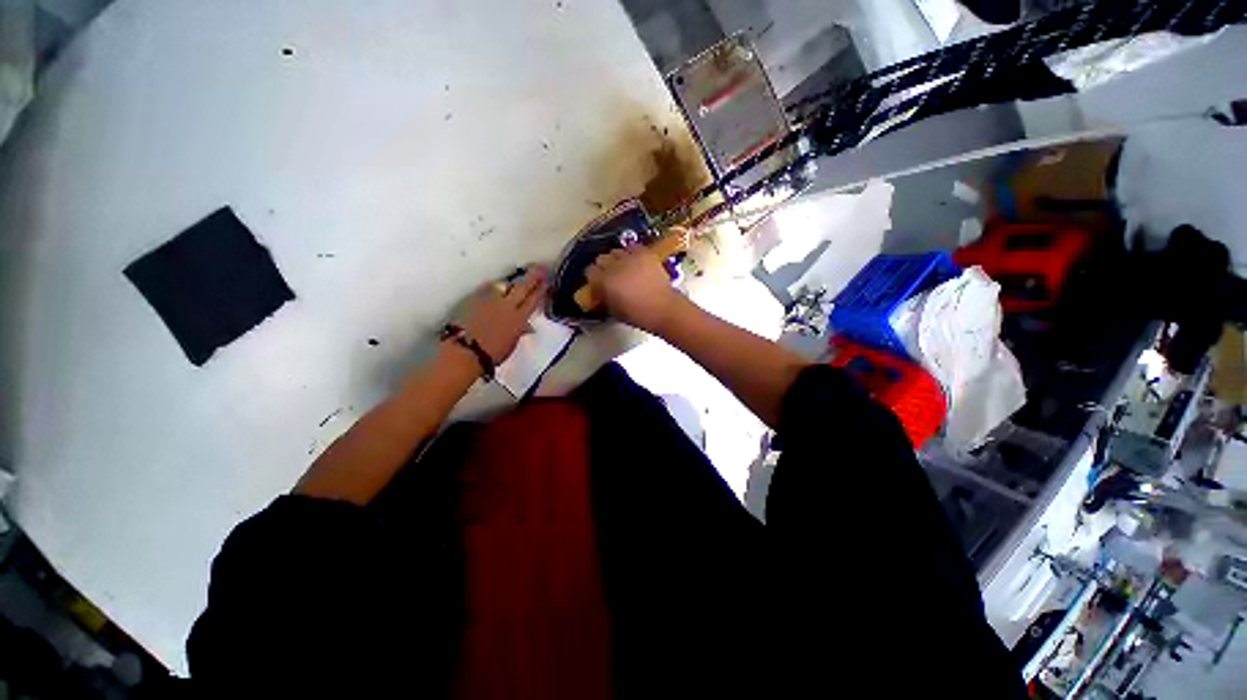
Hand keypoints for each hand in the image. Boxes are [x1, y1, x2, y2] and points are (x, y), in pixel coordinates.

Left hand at [459, 264, 546, 363]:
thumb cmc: (492, 353)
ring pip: (502, 285)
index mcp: (519, 319)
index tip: (546, 281)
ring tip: (512, 283)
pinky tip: (493, 287)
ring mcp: (489, 300)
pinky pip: (487, 289)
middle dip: (532, 277)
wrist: (466, 351)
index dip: (540, 290)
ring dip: (509, 284)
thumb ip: (519, 331)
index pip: (533, 300)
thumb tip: (527, 327)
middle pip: (521, 287)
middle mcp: (506, 306)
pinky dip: (492, 288)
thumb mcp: (512, 344)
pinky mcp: (474, 299)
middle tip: (539, 267)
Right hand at [585, 246, 681, 332]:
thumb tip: (601, 290)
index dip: (593, 277)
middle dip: (603, 267)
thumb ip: (604, 296)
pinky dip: (630, 252)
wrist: (663, 308)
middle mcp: (615, 266)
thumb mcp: (613, 310)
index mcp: (604, 282)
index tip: (597, 282)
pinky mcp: (644, 253)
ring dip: (616, 259)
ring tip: (623, 267)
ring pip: (615, 251)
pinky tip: (633, 261)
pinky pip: (631, 247)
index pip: (590, 271)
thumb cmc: (638, 314)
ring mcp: (630, 258)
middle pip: (601, 259)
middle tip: (610, 275)